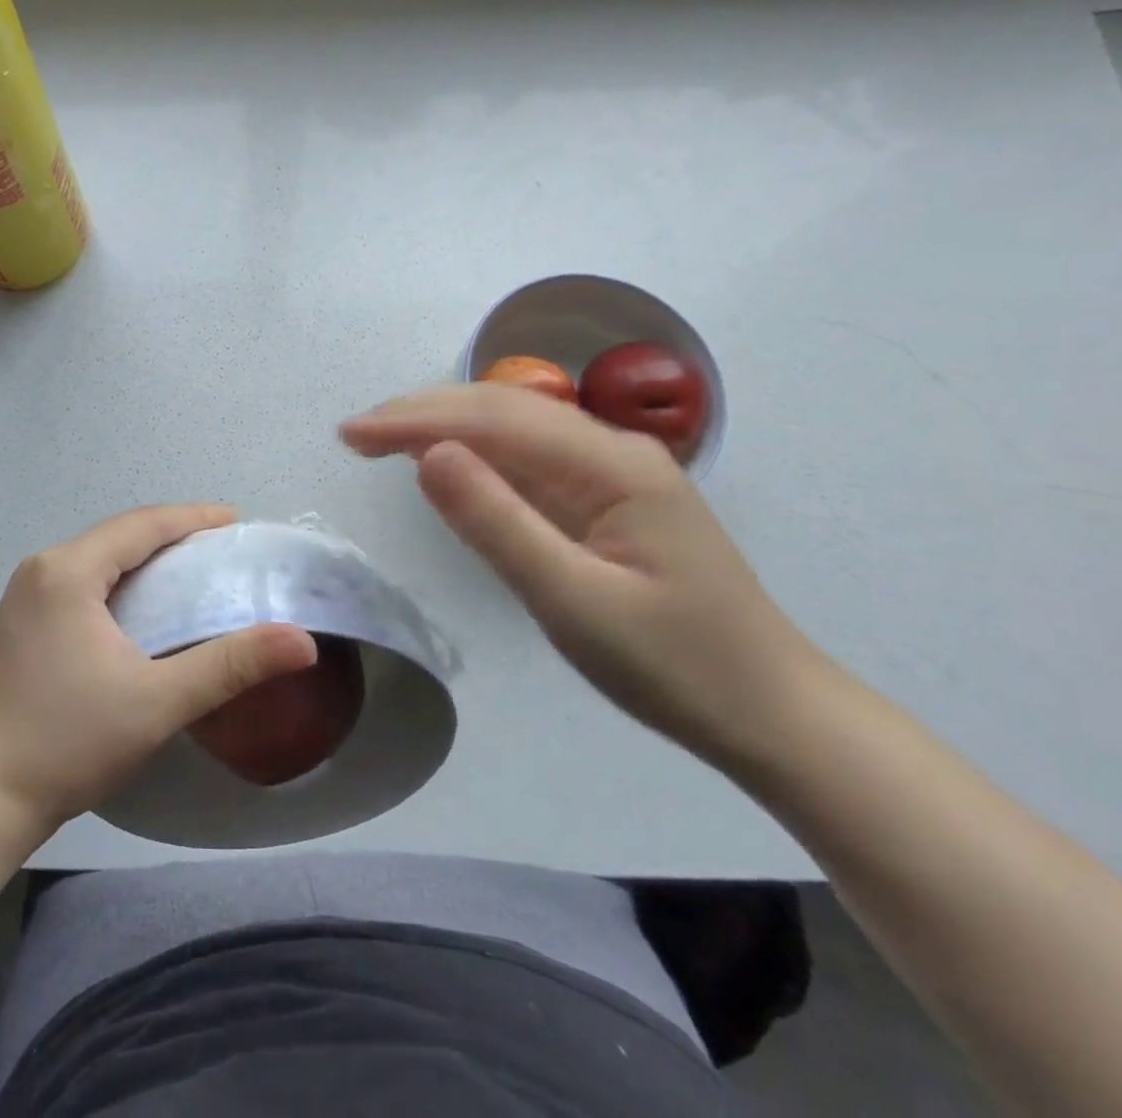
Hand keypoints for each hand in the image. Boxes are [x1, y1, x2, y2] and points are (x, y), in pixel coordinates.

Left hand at [0, 505, 317, 834]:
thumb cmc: (66, 742)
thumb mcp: (157, 701)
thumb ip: (231, 665)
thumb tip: (302, 641)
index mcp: (67, 571)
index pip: (142, 525)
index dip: (193, 518)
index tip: (238, 521)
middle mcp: (41, 569)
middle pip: (118, 536)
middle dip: (171, 536)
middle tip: (222, 551)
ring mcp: (23, 597)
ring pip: (98, 560)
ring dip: (144, 560)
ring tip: (191, 574)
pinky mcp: (18, 624)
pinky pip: (80, 583)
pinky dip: (119, 583)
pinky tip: (142, 609)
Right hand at [341, 385, 831, 766]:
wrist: (770, 712)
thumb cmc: (674, 664)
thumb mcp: (573, 601)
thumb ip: (497, 523)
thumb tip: (427, 455)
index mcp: (611, 465)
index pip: (495, 419)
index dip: (416, 420)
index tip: (351, 434)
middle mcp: (610, 452)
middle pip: (503, 409)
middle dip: (422, 413)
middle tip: (353, 434)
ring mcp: (610, 474)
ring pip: (513, 429)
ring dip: (444, 427)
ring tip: (382, 439)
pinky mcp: (603, 501)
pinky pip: (528, 462)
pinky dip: (475, 455)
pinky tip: (445, 462)